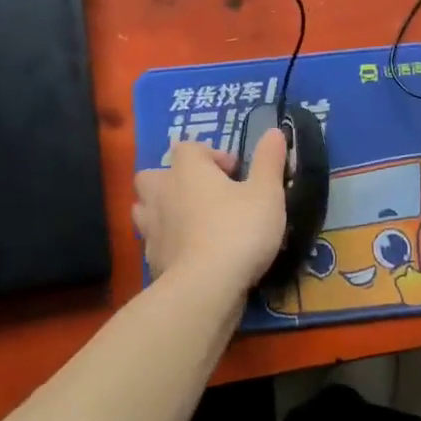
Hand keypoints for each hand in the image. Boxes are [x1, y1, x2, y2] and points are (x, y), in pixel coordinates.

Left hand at [134, 131, 287, 297]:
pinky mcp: (151, 259)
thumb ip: (269, 161)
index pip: (190, 148)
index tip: (234, 173)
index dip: (211, 155)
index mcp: (188, 169)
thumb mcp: (266, 193)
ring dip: (162, 210)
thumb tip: (274, 131)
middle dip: (173, 179)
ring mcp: (151, 227)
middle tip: (202, 194)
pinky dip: (166, 243)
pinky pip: (153, 241)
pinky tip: (188, 254)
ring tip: (190, 222)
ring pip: (145, 208)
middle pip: (154, 175)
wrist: (205, 288)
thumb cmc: (238, 230)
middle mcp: (162, 192)